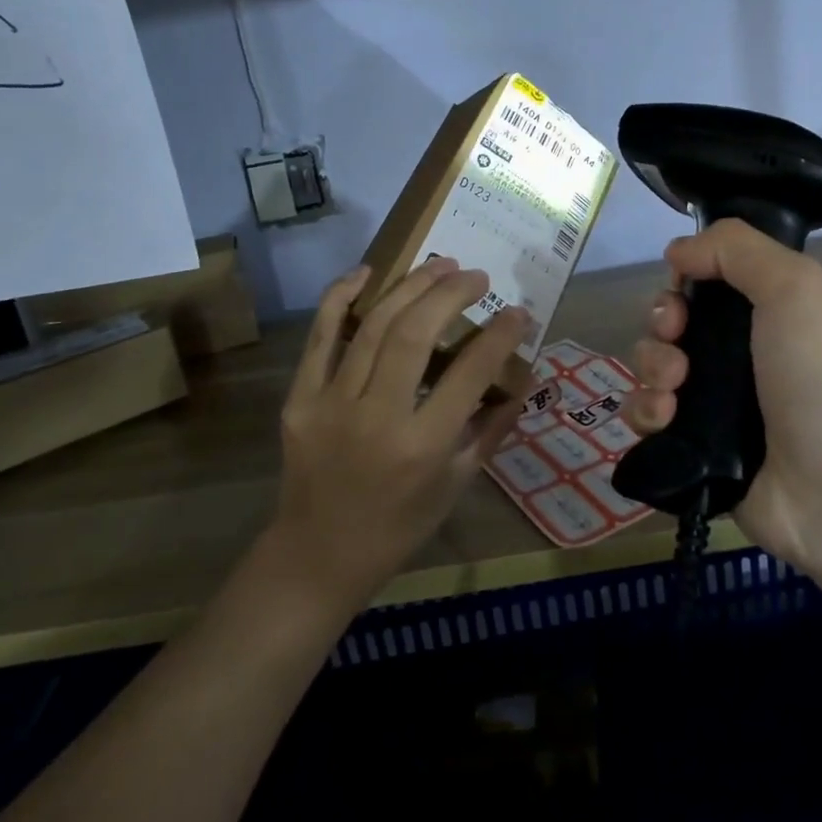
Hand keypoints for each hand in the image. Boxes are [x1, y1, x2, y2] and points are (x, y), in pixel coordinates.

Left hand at [270, 257, 527, 606]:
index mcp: (422, 446)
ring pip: (372, 325)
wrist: (317, 555)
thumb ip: (491, 428)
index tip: (516, 312)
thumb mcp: (456, 484)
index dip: (500, 335)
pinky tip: (367, 272)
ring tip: (439, 266)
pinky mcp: (300, 398)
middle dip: (450, 293)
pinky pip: (319, 336)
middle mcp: (376, 417)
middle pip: (414, 333)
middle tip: (475, 276)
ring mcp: (331, 403)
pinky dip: (340, 297)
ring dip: (410, 286)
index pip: (470, 373)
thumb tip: (521, 379)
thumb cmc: (398, 526)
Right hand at [623, 220, 821, 573]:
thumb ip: (735, 248)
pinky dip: (645, 414)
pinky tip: (665, 421)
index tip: (683, 293)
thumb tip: (678, 250)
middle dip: (661, 326)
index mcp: (766, 313)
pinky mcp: (693, 450)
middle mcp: (738, 355)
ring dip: (650, 369)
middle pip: (671, 322)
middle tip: (678, 345)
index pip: (703, 283)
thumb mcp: (796, 287)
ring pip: (652, 368)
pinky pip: (647, 420)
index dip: (682, 282)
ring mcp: (715, 405)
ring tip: (674, 393)